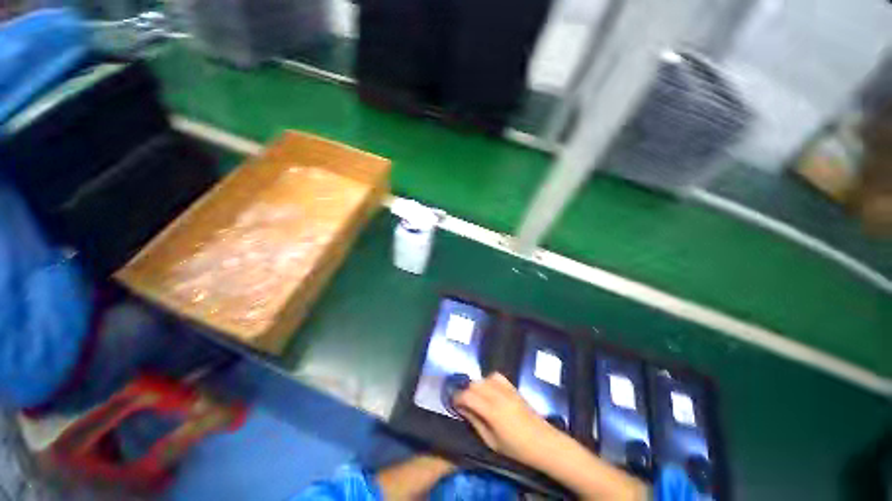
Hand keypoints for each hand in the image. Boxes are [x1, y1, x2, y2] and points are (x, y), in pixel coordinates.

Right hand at [452, 372, 561, 466]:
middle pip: (475, 384)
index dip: (457, 398)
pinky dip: (489, 380)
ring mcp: (507, 389)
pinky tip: (489, 390)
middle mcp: (498, 395)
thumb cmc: (516, 449)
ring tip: (477, 397)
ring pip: (484, 378)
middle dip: (466, 391)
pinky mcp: (513, 387)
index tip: (454, 403)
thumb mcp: (492, 442)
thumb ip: (475, 422)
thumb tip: (462, 409)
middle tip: (465, 403)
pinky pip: (496, 376)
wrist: (543, 442)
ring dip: (477, 385)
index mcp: (491, 411)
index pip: (468, 396)